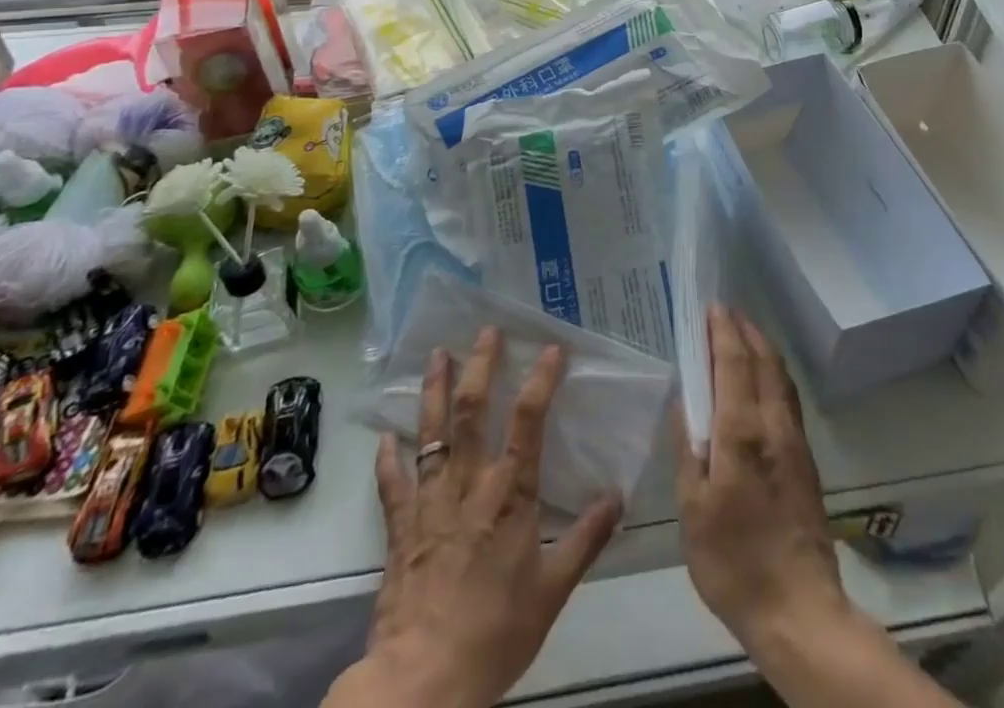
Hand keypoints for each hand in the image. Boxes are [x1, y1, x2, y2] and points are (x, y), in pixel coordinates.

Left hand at [341, 329, 622, 707]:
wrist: (425, 681)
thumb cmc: (496, 631)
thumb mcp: (554, 589)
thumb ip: (587, 538)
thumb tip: (618, 496)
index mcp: (510, 494)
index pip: (528, 421)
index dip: (541, 380)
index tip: (552, 349)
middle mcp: (468, 485)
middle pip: (471, 411)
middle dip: (480, 366)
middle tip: (486, 331)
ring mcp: (430, 503)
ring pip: (430, 433)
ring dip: (432, 391)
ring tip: (435, 354)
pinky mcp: (401, 529)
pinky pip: (392, 485)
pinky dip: (387, 459)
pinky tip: (385, 436)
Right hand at [676, 305, 851, 652]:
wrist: (799, 610)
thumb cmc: (734, 562)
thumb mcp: (693, 510)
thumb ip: (689, 449)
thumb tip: (683, 403)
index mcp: (741, 432)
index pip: (733, 363)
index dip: (722, 331)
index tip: (712, 307)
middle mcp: (773, 425)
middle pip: (763, 360)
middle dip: (745, 330)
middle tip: (725, 312)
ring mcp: (795, 440)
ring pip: (780, 376)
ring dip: (762, 347)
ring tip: (743, 334)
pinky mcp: (806, 459)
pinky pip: (788, 397)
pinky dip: (773, 373)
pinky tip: (763, 380)